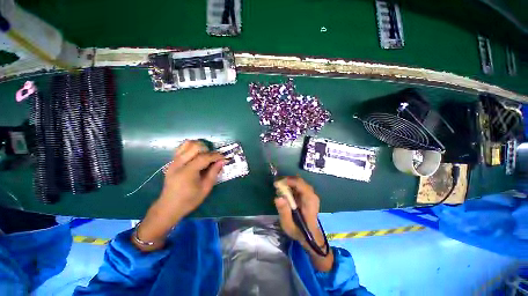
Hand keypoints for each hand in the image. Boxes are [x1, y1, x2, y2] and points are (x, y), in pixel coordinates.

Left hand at [158, 140, 223, 217]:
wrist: (169, 207)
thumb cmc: (189, 200)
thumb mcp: (205, 188)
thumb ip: (214, 173)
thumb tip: (222, 161)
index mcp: (187, 172)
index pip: (204, 157)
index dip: (216, 156)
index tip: (224, 158)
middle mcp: (179, 163)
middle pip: (195, 146)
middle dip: (207, 149)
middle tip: (213, 158)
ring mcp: (174, 161)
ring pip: (187, 144)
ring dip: (199, 146)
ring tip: (205, 154)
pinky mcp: (172, 162)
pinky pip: (182, 148)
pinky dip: (191, 148)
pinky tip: (197, 155)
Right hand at [274, 177, 333, 270]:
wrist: (311, 236)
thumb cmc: (299, 231)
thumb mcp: (289, 225)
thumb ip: (284, 211)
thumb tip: (278, 197)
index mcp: (309, 200)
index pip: (300, 184)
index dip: (288, 181)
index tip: (277, 184)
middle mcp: (312, 194)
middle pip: (299, 181)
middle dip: (286, 181)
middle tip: (276, 186)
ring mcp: (311, 194)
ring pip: (299, 182)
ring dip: (288, 183)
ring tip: (279, 189)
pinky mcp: (308, 195)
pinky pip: (299, 186)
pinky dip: (291, 186)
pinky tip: (285, 192)